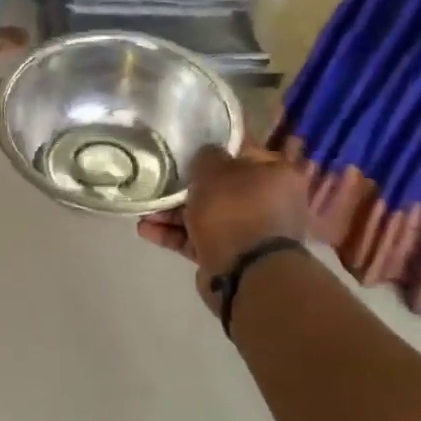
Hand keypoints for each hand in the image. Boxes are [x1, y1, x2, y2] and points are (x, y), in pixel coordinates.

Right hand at [138, 143, 309, 282]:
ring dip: (173, 213)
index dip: (211, 149)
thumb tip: (206, 155)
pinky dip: (174, 235)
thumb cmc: (235, 210)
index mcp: (276, 174)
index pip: (241, 152)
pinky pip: (198, 238)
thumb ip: (207, 156)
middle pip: (220, 187)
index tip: (184, 148)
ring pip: (206, 214)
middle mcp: (268, 201)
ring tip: (144, 211)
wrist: (246, 272)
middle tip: (158, 182)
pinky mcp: (229, 254)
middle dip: (185, 187)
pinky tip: (146, 230)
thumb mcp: (214, 171)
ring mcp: (249, 231)